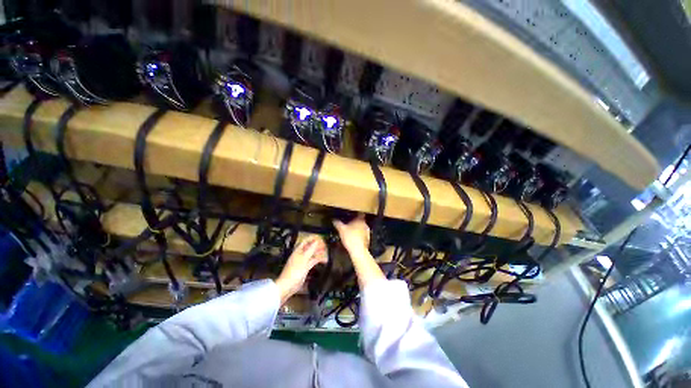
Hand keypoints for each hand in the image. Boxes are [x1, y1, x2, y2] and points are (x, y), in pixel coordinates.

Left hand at [275, 236, 327, 303]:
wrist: (288, 285)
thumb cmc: (294, 272)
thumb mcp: (304, 258)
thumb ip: (310, 250)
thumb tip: (316, 242)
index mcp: (298, 251)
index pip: (305, 241)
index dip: (312, 238)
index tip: (319, 237)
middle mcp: (300, 255)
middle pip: (309, 248)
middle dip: (316, 245)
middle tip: (324, 244)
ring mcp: (302, 262)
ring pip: (312, 255)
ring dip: (318, 252)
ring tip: (325, 251)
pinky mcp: (305, 268)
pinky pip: (313, 262)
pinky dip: (318, 260)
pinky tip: (323, 260)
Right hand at [333, 213, 369, 254]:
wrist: (358, 250)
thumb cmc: (350, 237)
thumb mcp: (341, 229)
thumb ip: (338, 223)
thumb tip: (333, 219)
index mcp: (360, 220)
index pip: (360, 213)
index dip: (356, 213)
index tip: (352, 214)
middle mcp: (365, 224)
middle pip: (361, 220)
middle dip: (355, 221)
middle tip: (349, 223)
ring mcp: (367, 232)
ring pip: (362, 227)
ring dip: (358, 228)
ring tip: (351, 231)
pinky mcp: (368, 239)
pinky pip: (363, 234)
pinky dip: (359, 235)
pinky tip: (354, 238)